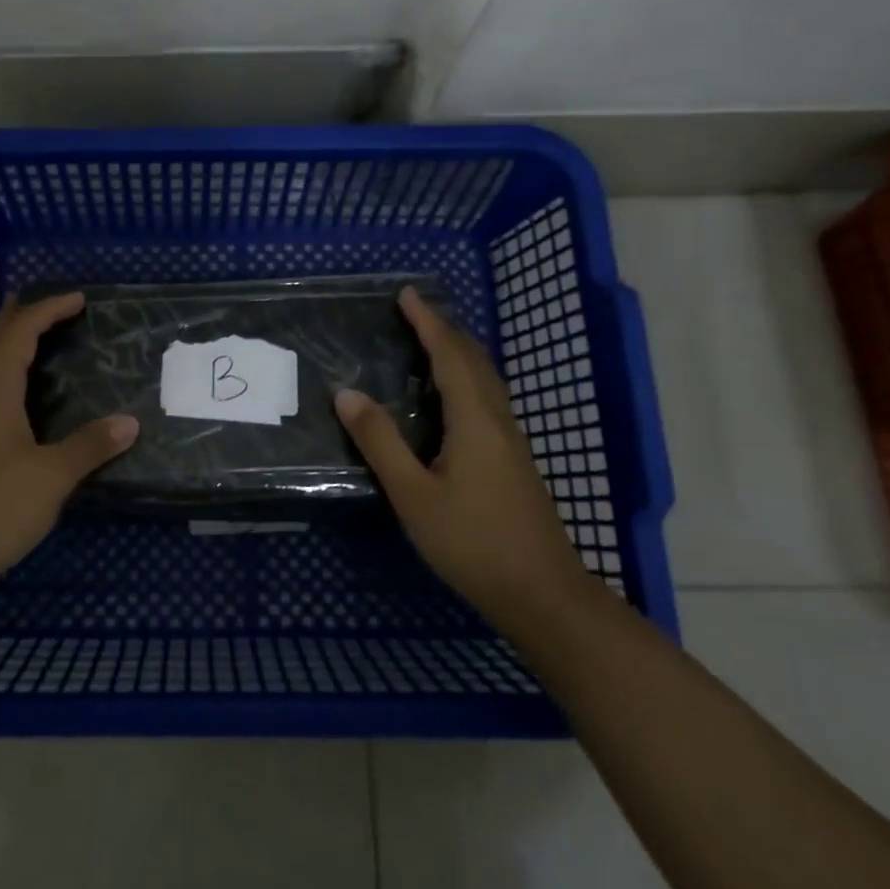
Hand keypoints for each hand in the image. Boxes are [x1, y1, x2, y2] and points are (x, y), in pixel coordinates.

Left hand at [0, 292, 137, 600]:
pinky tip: (33, 408)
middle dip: (24, 318)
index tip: (79, 298)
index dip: (48, 310)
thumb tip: (130, 421)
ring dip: (18, 351)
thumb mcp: (49, 477)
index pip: (19, 333)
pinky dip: (16, 384)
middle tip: (56, 308)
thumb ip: (89, 447)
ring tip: (49, 346)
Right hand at [335, 286, 590, 630]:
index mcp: (474, 420)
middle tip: (413, 310)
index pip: (449, 355)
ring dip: (457, 352)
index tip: (406, 294)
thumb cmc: (472, 542)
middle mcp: (497, 420)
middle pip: (474, 360)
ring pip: (485, 379)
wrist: (542, 594)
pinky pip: (487, 398)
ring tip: (429, 340)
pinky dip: (465, 377)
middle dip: (444, 329)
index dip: (427, 322)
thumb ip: (380, 442)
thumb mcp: (413, 494)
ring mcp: (510, 441)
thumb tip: (347, 393)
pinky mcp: (512, 460)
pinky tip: (451, 396)